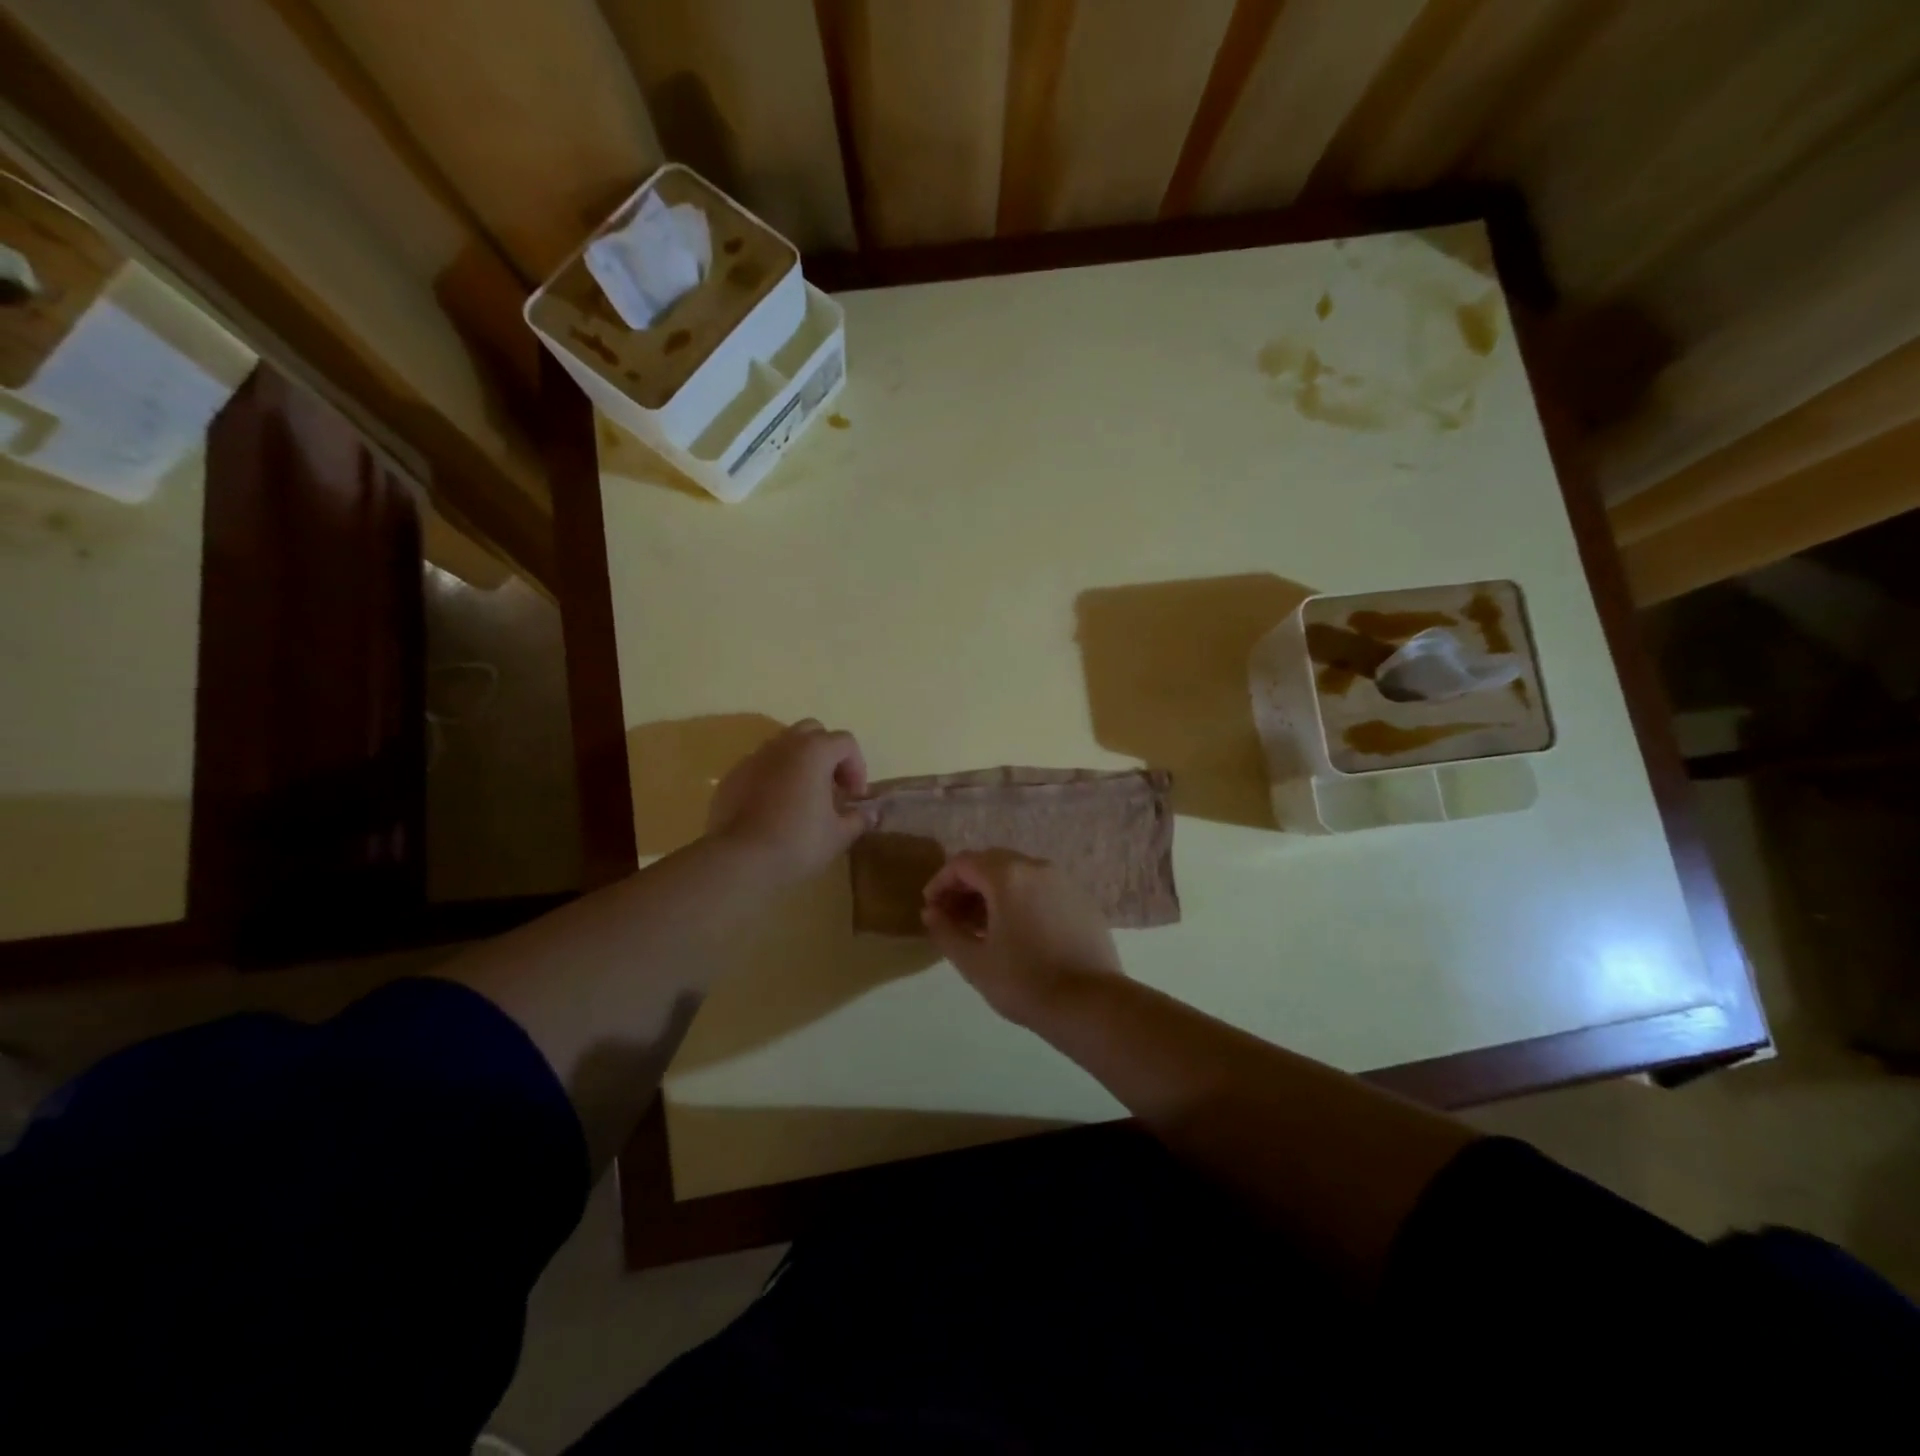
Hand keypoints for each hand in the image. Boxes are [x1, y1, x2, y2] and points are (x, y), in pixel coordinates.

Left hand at [707, 719, 870, 882]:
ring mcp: (753, 758)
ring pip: (783, 747)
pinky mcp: (732, 777)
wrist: (739, 860)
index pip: (845, 742)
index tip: (854, 798)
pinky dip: (773, 778)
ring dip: (799, 764)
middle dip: (827, 755)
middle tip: (831, 788)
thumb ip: (858, 819)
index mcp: (814, 751)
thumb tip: (869, 815)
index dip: (857, 767)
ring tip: (803, 798)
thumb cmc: (798, 842)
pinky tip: (774, 809)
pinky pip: (760, 767)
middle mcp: (783, 745)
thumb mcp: (839, 835)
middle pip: (812, 732)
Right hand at [921, 850, 1122, 1026]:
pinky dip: (1020, 900)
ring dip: (993, 893)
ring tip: (981, 928)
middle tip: (952, 917)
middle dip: (966, 886)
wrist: (1090, 1004)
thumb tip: (932, 912)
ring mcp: (1064, 882)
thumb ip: (946, 931)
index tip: (931, 908)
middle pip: (991, 863)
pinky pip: (1041, 889)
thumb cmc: (1024, 982)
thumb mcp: (974, 962)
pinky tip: (1016, 932)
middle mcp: (1037, 868)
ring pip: (1018, 875)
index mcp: (1007, 876)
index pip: (963, 863)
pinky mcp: (1082, 900)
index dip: (941, 882)